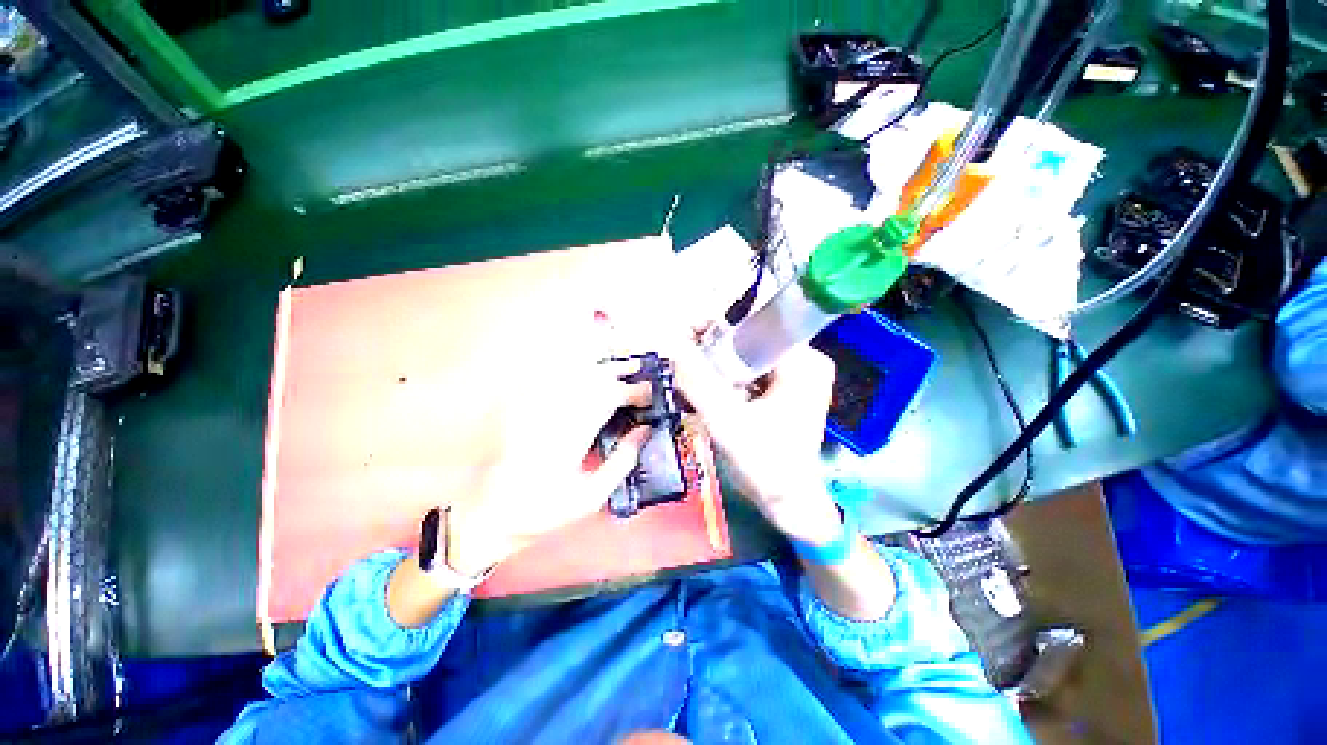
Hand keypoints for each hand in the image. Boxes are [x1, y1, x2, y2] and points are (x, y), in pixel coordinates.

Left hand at [446, 356, 651, 575]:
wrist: (489, 514)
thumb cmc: (544, 511)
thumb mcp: (591, 497)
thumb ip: (621, 461)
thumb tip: (645, 430)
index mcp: (573, 435)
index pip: (610, 399)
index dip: (633, 391)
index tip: (650, 393)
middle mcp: (556, 414)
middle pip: (592, 379)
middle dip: (619, 370)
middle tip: (639, 366)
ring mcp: (538, 408)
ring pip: (573, 374)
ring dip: (599, 365)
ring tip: (619, 362)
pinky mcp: (524, 407)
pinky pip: (550, 379)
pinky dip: (571, 368)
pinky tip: (584, 365)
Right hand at [674, 341, 843, 545]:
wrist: (789, 503)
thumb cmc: (767, 467)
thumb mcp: (727, 424)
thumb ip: (699, 384)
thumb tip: (672, 346)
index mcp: (803, 363)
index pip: (754, 327)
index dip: (716, 327)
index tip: (684, 333)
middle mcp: (806, 362)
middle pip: (750, 340)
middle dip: (712, 347)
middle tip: (680, 355)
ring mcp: (798, 377)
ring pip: (747, 356)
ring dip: (717, 363)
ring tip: (687, 369)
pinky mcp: (787, 391)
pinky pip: (751, 372)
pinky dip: (728, 377)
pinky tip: (706, 386)